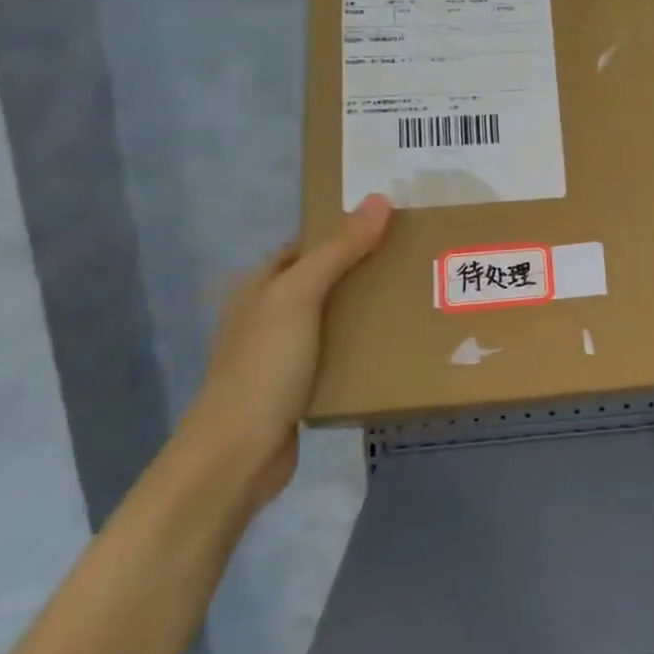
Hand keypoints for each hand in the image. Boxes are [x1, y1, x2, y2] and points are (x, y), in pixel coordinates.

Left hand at [179, 194, 392, 505]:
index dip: (344, 229)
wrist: (238, 454)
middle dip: (364, 268)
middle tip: (415, 259)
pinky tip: (395, 345)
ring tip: (416, 296)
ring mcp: (282, 353)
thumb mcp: (299, 297)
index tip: (393, 223)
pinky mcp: (300, 387)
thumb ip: (338, 250)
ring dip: (367, 308)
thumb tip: (379, 199)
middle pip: (324, 279)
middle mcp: (269, 315)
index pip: (308, 244)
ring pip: (333, 317)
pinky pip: (338, 353)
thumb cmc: (264, 366)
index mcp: (260, 286)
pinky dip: (363, 345)